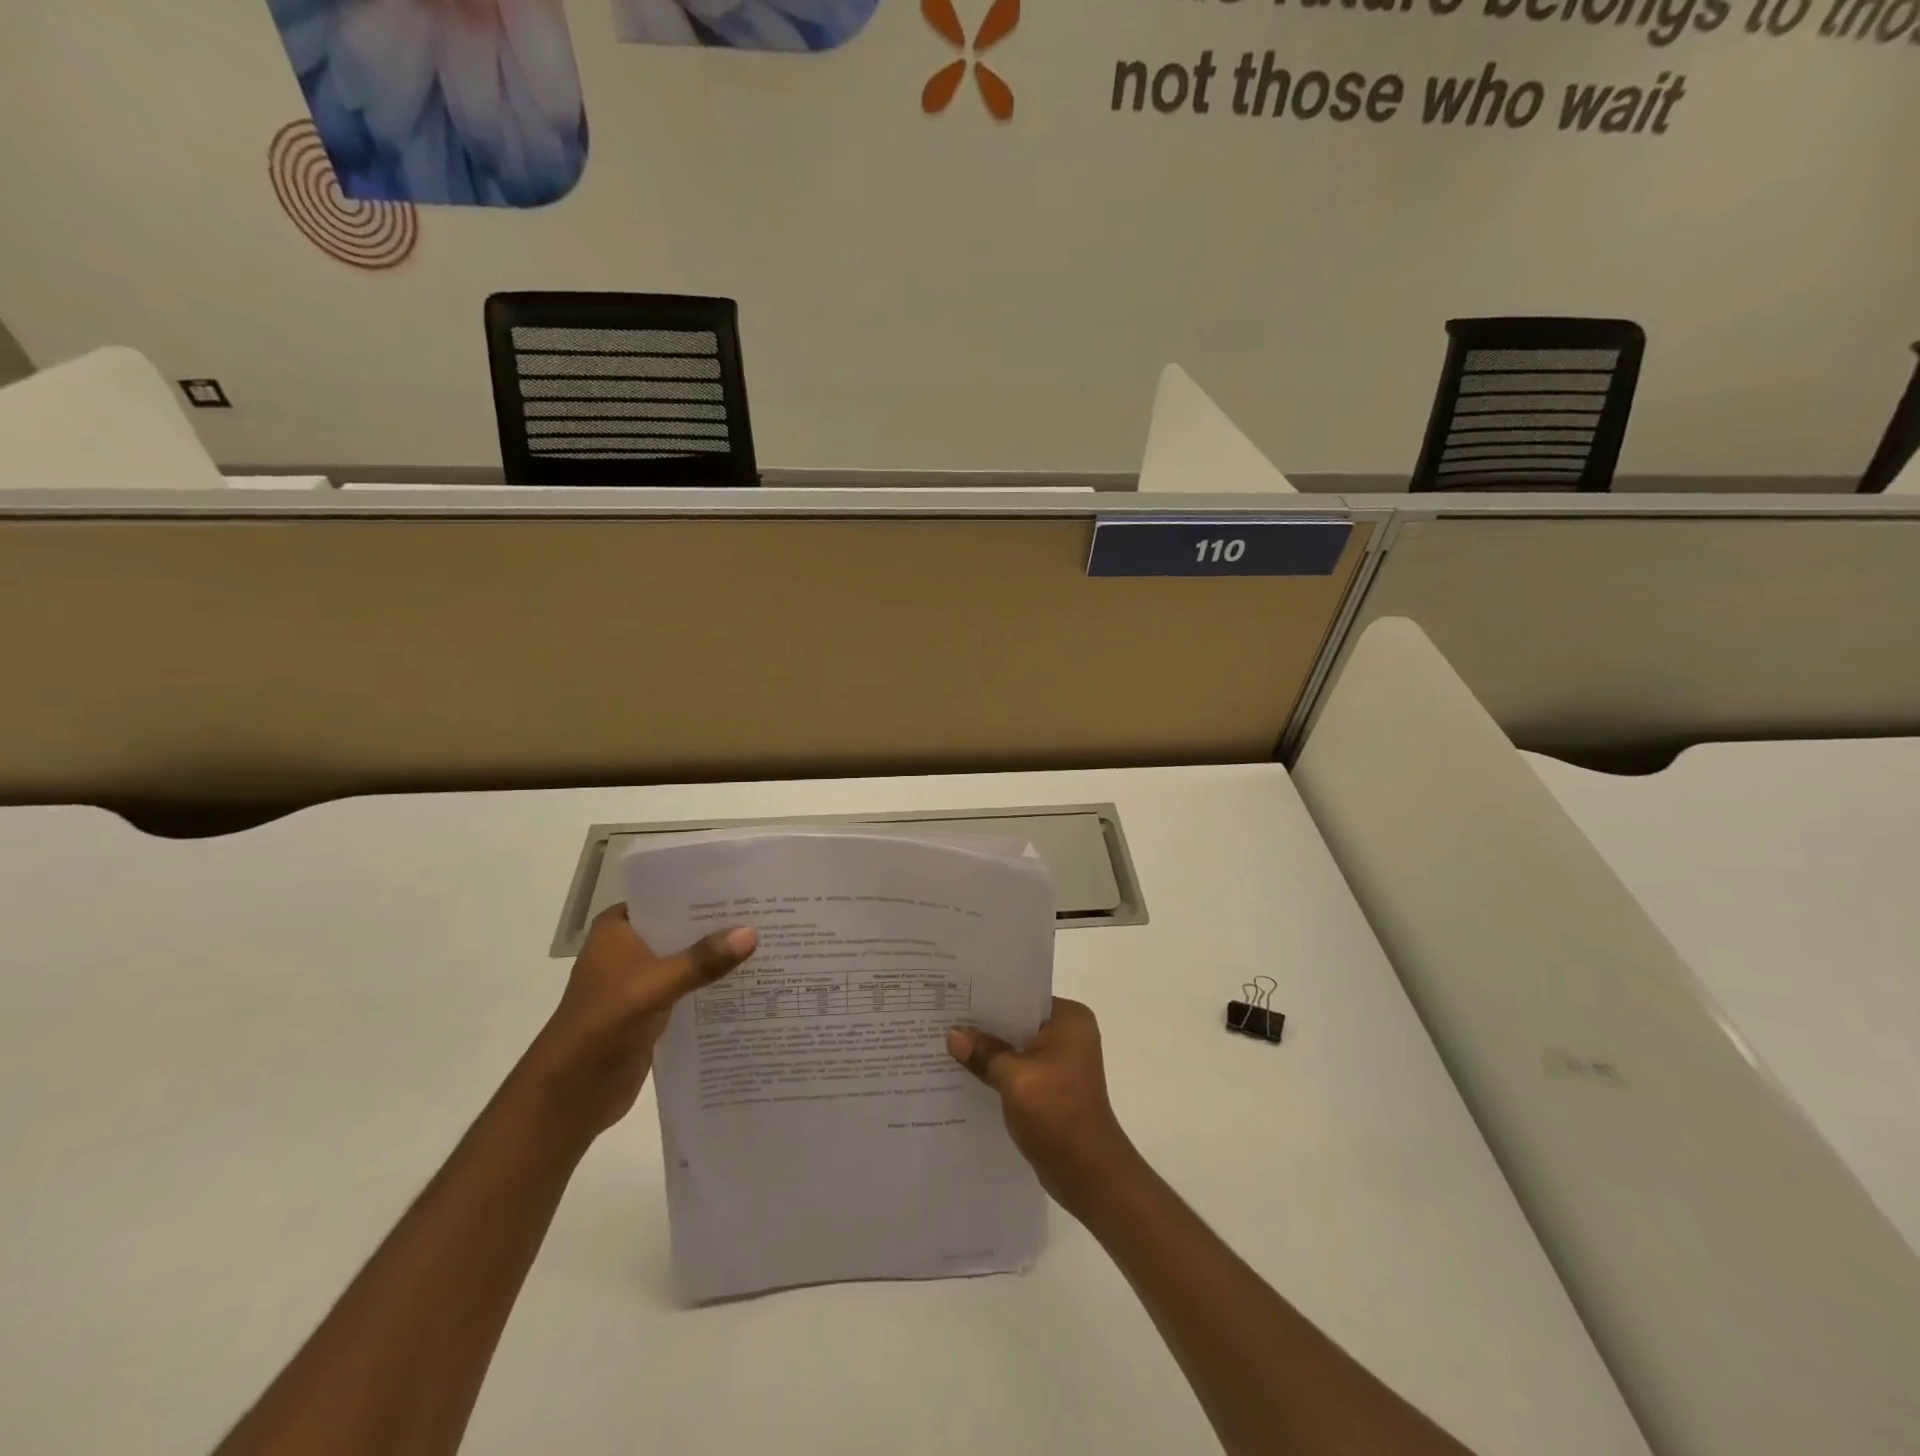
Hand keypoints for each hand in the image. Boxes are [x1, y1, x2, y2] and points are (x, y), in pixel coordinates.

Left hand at [521, 905, 755, 1137]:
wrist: (570, 1095)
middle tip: (768, 912)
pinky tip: (750, 981)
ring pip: (688, 958)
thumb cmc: (603, 1025)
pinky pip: (690, 988)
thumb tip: (752, 933)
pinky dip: (713, 985)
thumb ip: (702, 960)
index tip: (747, 884)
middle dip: (719, 924)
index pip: (667, 896)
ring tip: (768, 941)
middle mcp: (629, 948)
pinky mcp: (652, 1010)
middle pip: (682, 927)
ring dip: (718, 956)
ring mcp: (640, 980)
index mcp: (618, 928)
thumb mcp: (655, 985)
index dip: (705, 891)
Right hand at [947, 998, 1140, 1212]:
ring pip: (1017, 1047)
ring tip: (948, 1044)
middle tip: (944, 1018)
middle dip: (985, 1025)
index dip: (989, 996)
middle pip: (1018, 1021)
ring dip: (990, 1051)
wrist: (1088, 1172)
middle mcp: (1070, 1033)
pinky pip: (1021, 1069)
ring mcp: (1063, 1062)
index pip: (1023, 996)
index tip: (955, 996)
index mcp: (1069, 1018)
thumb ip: (984, 1052)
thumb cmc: (1056, 1112)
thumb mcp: (1014, 1078)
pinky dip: (999, 1071)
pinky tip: (967, 1074)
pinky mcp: (1054, 1086)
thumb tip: (953, 1035)